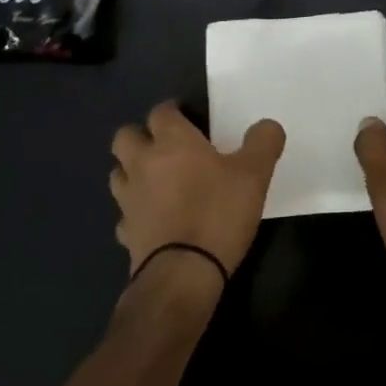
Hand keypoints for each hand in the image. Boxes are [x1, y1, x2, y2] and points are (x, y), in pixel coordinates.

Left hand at [111, 102, 285, 278]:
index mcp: (172, 141)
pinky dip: (135, 213)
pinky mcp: (126, 233)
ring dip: (132, 172)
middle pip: (125, 137)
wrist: (182, 275)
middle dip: (140, 136)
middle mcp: (143, 163)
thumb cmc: (217, 213)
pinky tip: (154, 220)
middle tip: (165, 146)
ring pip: (118, 173)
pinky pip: (124, 215)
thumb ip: (263, 143)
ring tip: (155, 180)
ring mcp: (129, 200)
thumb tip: (267, 126)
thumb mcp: (254, 175)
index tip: (187, 116)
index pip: (160, 111)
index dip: (172, 111)